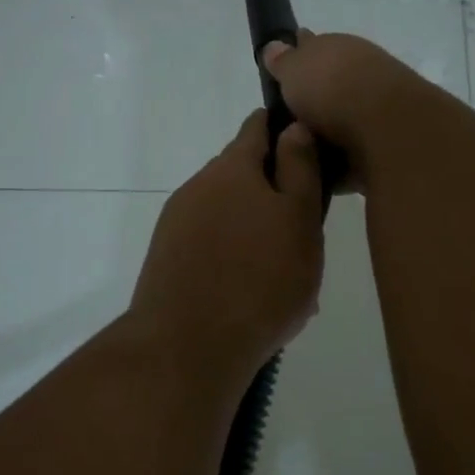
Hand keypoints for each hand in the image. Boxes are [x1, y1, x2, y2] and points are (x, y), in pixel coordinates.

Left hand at [130, 111, 325, 378]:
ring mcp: (176, 223)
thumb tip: (295, 127)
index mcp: (231, 168)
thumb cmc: (260, 280)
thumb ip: (299, 169)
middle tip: (304, 230)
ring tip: (281, 273)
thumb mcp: (299, 220)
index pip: (257, 128)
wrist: (187, 346)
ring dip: (253, 230)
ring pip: (226, 215)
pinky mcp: (166, 258)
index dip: (284, 132)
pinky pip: (209, 245)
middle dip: (272, 192)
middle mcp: (198, 186)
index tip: (309, 151)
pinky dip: (232, 256)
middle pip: (240, 175)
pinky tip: (251, 293)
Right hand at [261, 32, 439, 190]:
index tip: (278, 76)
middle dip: (309, 103)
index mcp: (339, 48)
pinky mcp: (382, 145)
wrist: (385, 127)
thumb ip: (282, 61)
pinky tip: (315, 174)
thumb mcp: (294, 69)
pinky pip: (350, 154)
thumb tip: (275, 46)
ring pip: (339, 121)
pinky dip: (336, 163)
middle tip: (280, 125)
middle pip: (327, 88)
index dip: (296, 59)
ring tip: (292, 154)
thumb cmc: (332, 89)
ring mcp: (375, 110)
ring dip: (322, 134)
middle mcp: (360, 74)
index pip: (313, 48)